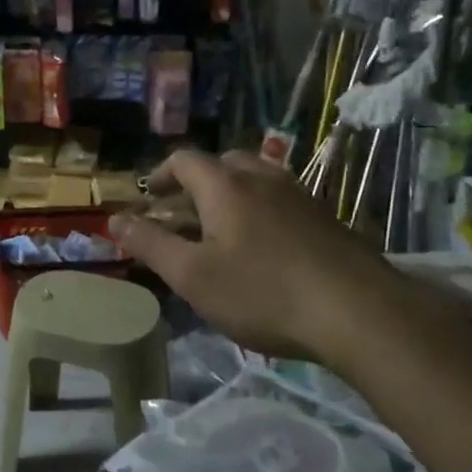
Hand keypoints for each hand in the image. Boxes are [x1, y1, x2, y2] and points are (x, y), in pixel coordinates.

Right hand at [109, 149, 412, 370]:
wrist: (358, 312)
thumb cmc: (262, 292)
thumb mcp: (192, 275)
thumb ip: (150, 244)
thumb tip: (113, 219)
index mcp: (224, 185)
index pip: (183, 159)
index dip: (161, 175)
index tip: (150, 199)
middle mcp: (262, 177)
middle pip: (222, 162)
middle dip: (197, 183)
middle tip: (184, 215)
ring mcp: (300, 195)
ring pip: (256, 179)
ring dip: (231, 195)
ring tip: (223, 231)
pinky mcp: (326, 218)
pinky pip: (281, 200)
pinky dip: (261, 211)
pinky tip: (265, 249)